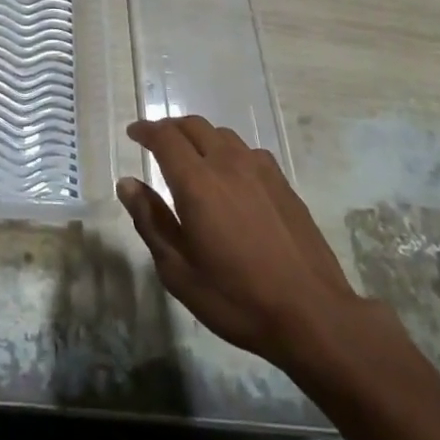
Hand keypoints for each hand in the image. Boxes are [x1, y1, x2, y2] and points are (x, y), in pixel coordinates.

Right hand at [119, 116, 369, 365]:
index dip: (146, 130)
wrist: (311, 313)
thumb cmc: (236, 298)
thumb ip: (151, 221)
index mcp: (197, 182)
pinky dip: (228, 152)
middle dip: (170, 128)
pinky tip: (230, 176)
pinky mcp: (282, 182)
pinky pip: (247, 151)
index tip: (133, 133)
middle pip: (193, 126)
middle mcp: (227, 163)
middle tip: (156, 143)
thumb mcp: (179, 271)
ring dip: (200, 137)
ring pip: (222, 135)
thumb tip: (127, 183)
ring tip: (191, 157)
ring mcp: (259, 169)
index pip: (165, 138)